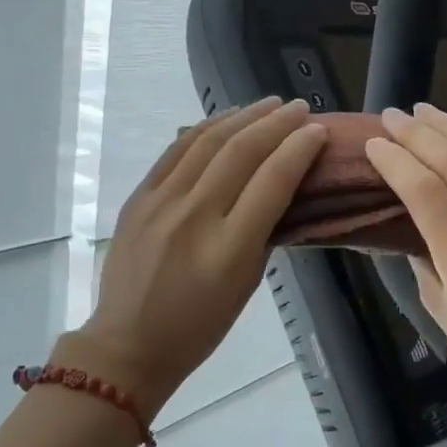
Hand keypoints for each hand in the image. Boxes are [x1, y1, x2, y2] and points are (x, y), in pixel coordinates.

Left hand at [72, 97, 326, 416]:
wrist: (128, 343)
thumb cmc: (198, 327)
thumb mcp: (246, 285)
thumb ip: (263, 232)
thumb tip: (277, 186)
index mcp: (229, 249)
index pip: (272, 181)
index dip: (299, 149)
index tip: (318, 131)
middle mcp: (195, 217)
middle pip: (241, 152)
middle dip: (276, 123)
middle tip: (301, 108)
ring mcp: (161, 203)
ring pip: (207, 142)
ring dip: (243, 116)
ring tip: (269, 104)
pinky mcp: (138, 198)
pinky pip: (175, 151)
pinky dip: (205, 129)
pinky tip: (225, 119)